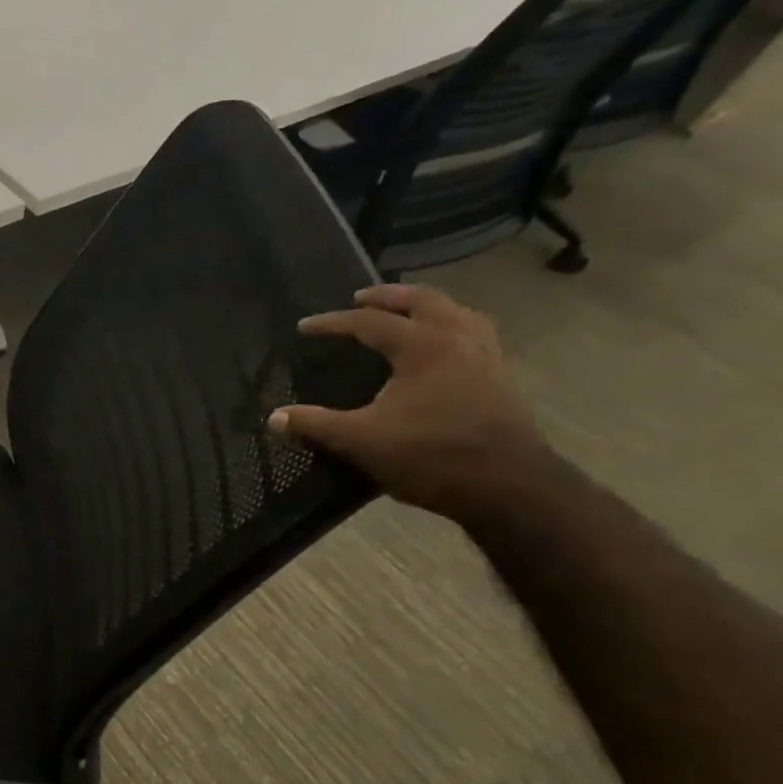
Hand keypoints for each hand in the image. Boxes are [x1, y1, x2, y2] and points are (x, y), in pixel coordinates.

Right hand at [268, 283, 553, 519]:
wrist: (508, 486)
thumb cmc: (430, 456)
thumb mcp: (361, 441)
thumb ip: (316, 425)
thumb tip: (274, 418)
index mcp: (423, 346)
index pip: (370, 322)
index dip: (333, 323)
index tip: (305, 327)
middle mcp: (459, 339)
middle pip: (422, 301)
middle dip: (388, 297)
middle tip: (360, 298)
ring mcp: (487, 357)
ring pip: (457, 313)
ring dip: (428, 307)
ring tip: (407, 315)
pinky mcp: (502, 379)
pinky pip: (475, 336)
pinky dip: (453, 329)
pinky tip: (444, 350)